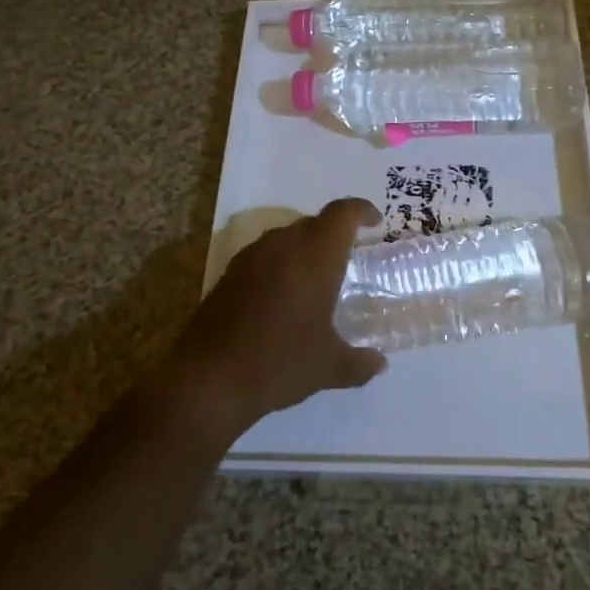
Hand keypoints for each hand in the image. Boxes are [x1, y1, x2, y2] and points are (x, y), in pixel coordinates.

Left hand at [164, 198, 387, 445]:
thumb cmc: (281, 362)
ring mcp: (251, 257)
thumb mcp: (329, 367)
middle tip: (348, 259)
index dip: (362, 211)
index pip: (343, 214)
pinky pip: (263, 256)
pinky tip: (282, 298)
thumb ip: (359, 363)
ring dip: (305, 249)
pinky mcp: (228, 274)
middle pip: (314, 222)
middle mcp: (283, 245)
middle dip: (334, 234)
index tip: (376, 222)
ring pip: (286, 237)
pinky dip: (280, 265)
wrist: (210, 378)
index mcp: (315, 255)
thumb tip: (379, 364)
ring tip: (316, 280)